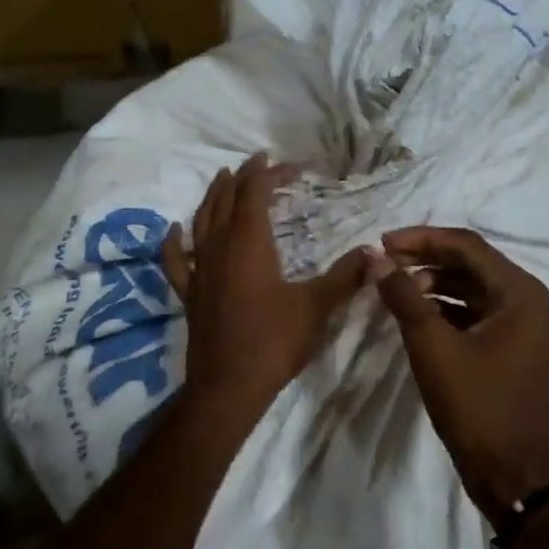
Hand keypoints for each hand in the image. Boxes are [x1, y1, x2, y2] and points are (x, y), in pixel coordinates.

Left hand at [161, 155, 366, 424]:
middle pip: (227, 200)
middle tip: (258, 163)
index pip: (255, 194)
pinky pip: (176, 260)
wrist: (229, 386)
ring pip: (201, 221)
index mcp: (249, 243)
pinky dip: (175, 241)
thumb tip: (373, 253)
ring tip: (222, 178)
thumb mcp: (316, 307)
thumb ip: (345, 276)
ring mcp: (199, 270)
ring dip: (212, 196)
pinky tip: (175, 229)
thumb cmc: (274, 341)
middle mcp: (219, 247)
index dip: (269, 173)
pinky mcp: (188, 293)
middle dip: (243, 178)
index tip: (288, 163)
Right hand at [371, 227, 548, 525]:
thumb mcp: (431, 344)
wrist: (509, 471)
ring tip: (394, 285)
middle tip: (384, 260)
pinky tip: (413, 311)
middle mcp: (526, 300)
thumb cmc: (474, 403)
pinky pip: (473, 310)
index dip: (421, 239)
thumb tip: (376, 258)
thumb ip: (403, 295)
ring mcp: (520, 325)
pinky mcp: (508, 345)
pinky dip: (443, 305)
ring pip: (470, 286)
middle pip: (470, 262)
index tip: (382, 243)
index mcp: (519, 292)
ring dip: (432, 281)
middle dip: (425, 257)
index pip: (466, 246)